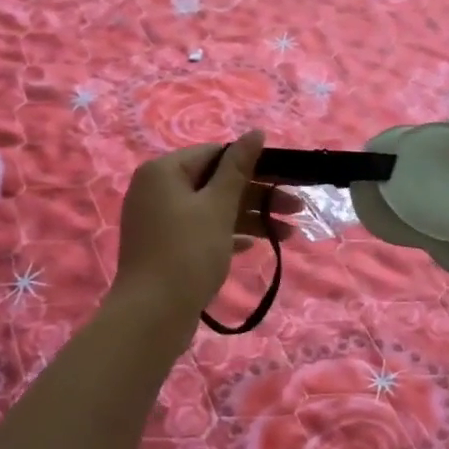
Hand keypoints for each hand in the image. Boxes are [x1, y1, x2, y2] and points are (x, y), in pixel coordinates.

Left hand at [115, 131, 301, 323]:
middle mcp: (157, 190)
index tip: (286, 179)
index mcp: (164, 172)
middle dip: (259, 196)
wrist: (152, 316)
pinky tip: (254, 246)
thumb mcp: (218, 206)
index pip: (216, 154)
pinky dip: (228, 235)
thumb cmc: (187, 252)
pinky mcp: (166, 248)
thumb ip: (239, 167)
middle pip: (216, 183)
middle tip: (297, 209)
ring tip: (288, 236)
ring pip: (213, 209)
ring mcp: (159, 221)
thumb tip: (255, 132)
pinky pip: (202, 231)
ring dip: (251, 219)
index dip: (254, 164)